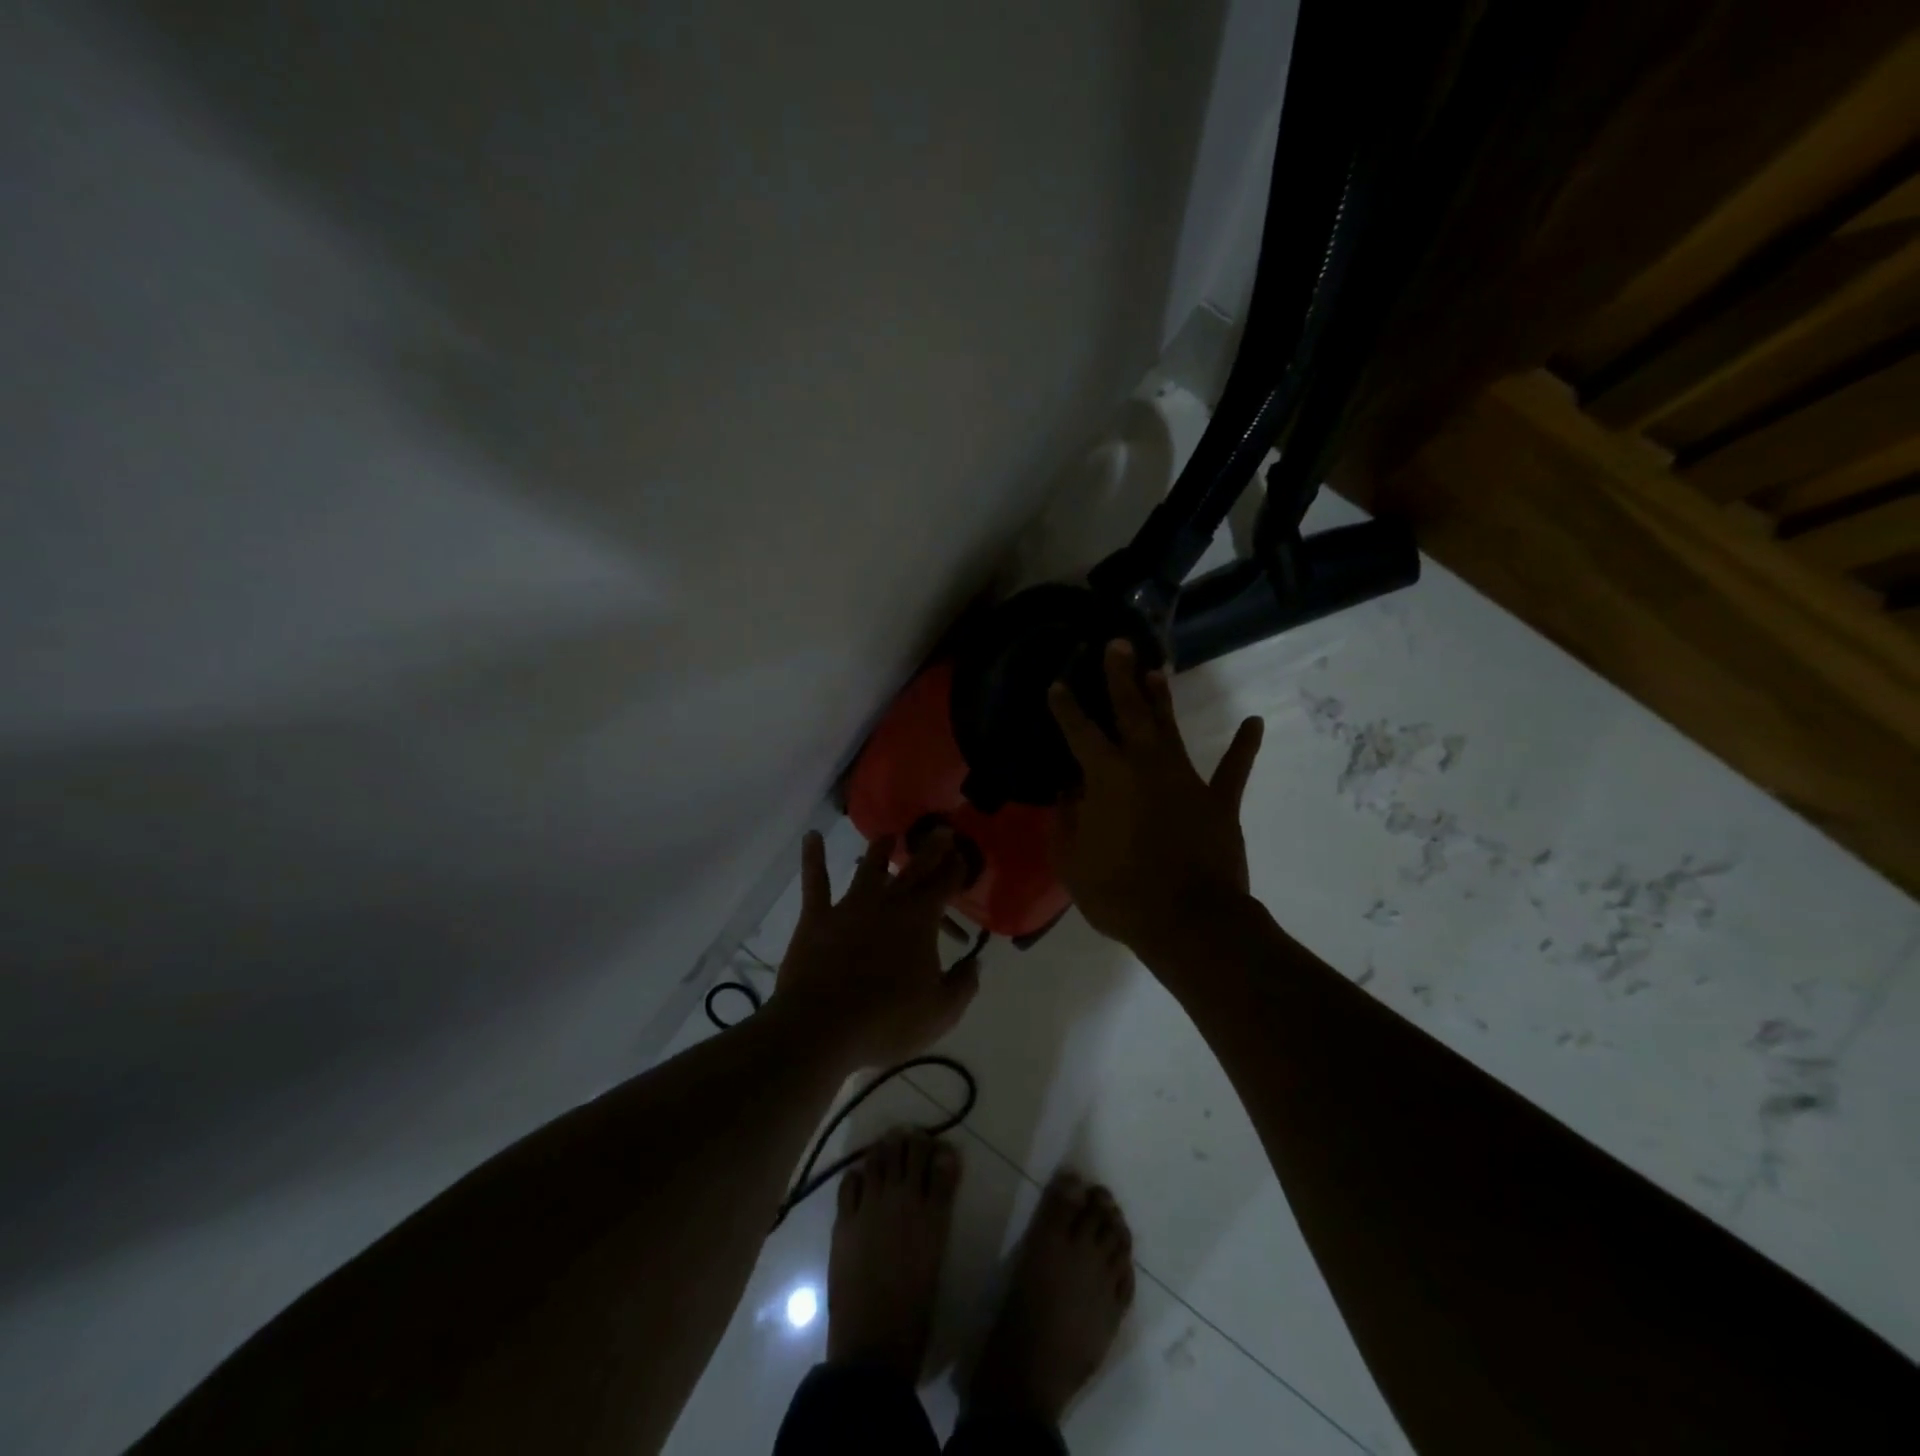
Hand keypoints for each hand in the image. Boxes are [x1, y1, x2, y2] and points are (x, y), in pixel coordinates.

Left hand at [773, 829, 977, 1069]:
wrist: (822, 1027)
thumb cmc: (886, 1022)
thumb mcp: (940, 1012)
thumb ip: (963, 985)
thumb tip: (976, 963)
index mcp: (920, 921)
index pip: (944, 885)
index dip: (956, 869)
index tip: (963, 855)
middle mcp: (887, 903)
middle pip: (913, 869)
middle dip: (930, 849)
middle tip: (941, 830)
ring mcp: (850, 906)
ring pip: (868, 868)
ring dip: (881, 849)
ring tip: (889, 836)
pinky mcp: (817, 917)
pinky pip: (815, 881)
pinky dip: (813, 857)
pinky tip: (811, 837)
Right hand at [1048, 639, 1264, 965]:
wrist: (1189, 922)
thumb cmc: (1120, 894)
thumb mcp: (1072, 863)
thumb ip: (1066, 822)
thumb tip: (1069, 793)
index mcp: (1106, 777)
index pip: (1079, 732)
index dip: (1066, 707)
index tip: (1058, 684)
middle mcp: (1145, 765)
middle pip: (1130, 712)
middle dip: (1120, 677)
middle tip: (1116, 645)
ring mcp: (1186, 780)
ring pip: (1170, 730)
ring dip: (1161, 699)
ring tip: (1156, 670)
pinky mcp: (1219, 802)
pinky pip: (1233, 769)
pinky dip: (1243, 746)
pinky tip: (1254, 722)